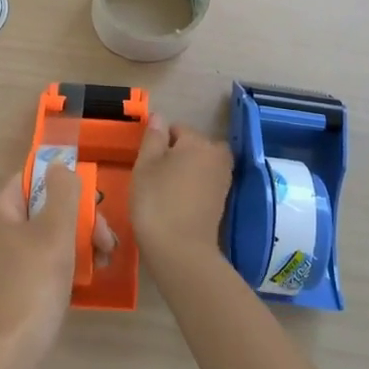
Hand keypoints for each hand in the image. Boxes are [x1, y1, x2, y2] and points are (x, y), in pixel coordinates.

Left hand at [0, 165, 114, 357]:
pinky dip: (64, 263)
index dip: (65, 186)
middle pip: (43, 207)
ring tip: (104, 261)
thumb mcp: (56, 229)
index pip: (33, 178)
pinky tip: (88, 277)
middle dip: (80, 220)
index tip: (92, 206)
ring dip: (78, 242)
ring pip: (46, 235)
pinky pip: (41, 260)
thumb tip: (60, 166)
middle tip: (107, 241)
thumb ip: (63, 190)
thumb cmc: (34, 281)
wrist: (11, 350)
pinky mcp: (8, 284)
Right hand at [129, 116, 233, 265]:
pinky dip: (193, 187)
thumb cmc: (157, 201)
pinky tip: (177, 202)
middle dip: (177, 154)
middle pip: (193, 145)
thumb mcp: (145, 164)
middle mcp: (216, 156)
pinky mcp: (222, 201)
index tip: (146, 162)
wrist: (180, 250)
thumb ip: (153, 137)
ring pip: (200, 164)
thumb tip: (159, 117)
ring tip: (165, 189)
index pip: (176, 128)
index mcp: (198, 142)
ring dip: (186, 170)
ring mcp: (223, 180)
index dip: (158, 142)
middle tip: (156, 175)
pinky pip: (205, 183)